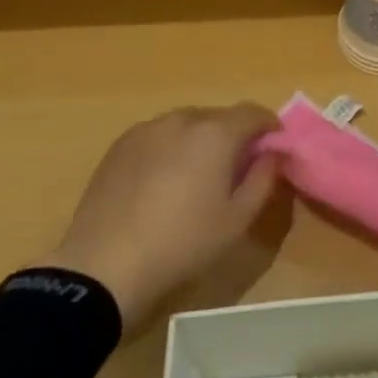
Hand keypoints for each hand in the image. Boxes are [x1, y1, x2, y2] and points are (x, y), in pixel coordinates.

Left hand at [41, 103, 281, 327]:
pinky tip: (162, 182)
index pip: (252, 112)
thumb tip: (273, 153)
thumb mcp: (238, 219)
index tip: (273, 147)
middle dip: (233, 135)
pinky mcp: (120, 145)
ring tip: (196, 175)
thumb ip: (264, 178)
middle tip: (236, 168)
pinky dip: (170, 148)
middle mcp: (182, 119)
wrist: (104, 265)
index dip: (268, 126)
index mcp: (216, 133)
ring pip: (186, 124)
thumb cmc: (182, 243)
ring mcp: (147, 129)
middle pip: (218, 117)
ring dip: (200, 140)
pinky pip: (158, 136)